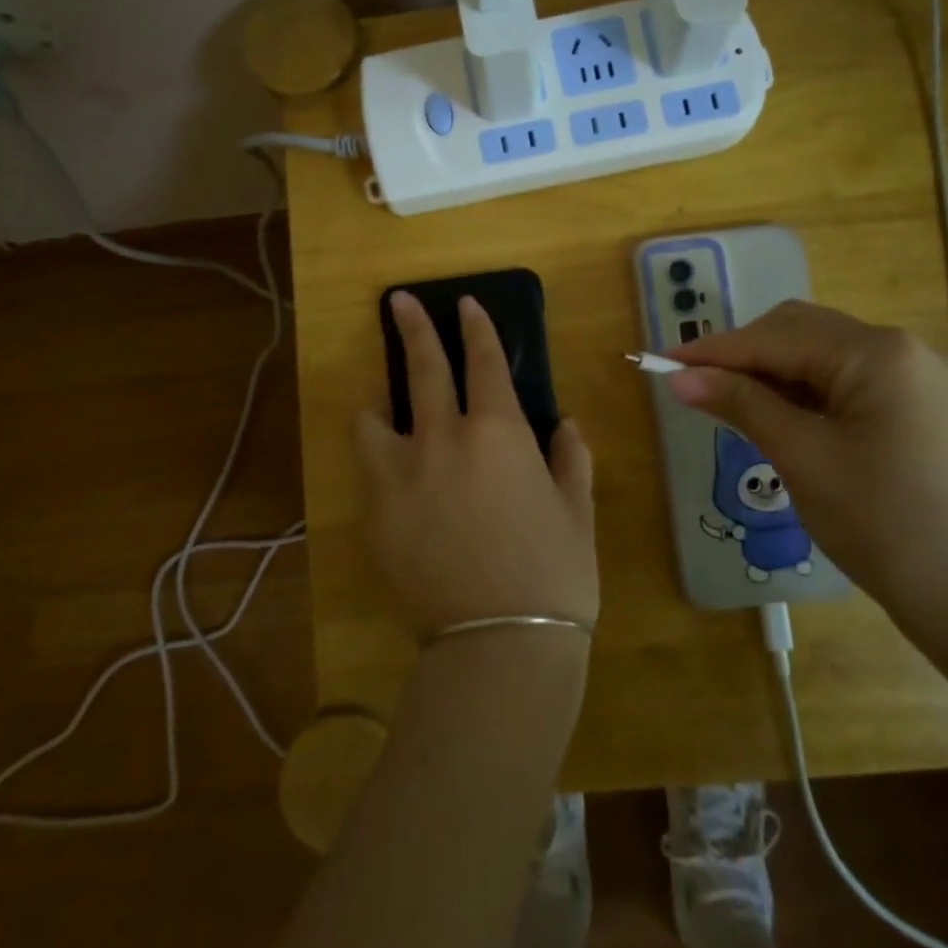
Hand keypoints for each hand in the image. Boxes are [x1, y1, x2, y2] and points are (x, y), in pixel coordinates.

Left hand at [355, 292, 596, 638]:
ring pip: (372, 419)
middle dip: (412, 328)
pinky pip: (370, 473)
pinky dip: (381, 463)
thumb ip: (570, 457)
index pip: (483, 361)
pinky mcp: (373, 516)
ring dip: (379, 406)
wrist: (499, 645)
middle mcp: (440, 440)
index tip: (464, 303)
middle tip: (397, 301)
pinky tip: (397, 482)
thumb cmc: (554, 573)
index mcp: (496, 433)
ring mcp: (398, 477)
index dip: (475, 327)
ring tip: (384, 411)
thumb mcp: (576, 511)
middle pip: (421, 369)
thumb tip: (564, 425)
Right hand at [668, 300, 947, 608]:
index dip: (712, 350)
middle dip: (743, 353)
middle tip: (694, 385)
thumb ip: (741, 404)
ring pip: (822, 355)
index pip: (774, 338)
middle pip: (800, 331)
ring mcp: (915, 377)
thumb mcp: (802, 458)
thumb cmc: (883, 522)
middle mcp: (900, 349)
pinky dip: (803, 391)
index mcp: (876, 353)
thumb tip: (680, 378)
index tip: (658, 362)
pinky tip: (777, 414)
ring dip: (771, 372)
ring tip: (727, 401)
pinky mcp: (919, 407)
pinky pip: (845, 381)